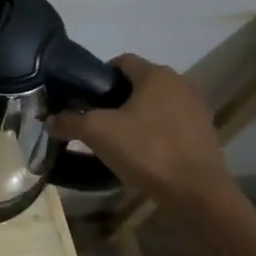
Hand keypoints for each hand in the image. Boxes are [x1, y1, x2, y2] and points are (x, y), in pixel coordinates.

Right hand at [48, 54, 230, 207]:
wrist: (198, 194)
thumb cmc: (147, 151)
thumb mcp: (98, 134)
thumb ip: (70, 122)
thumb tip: (50, 120)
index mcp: (156, 74)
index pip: (121, 61)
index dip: (98, 76)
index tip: (84, 98)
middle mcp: (180, 83)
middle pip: (139, 83)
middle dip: (116, 98)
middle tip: (97, 120)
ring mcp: (197, 108)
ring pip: (156, 103)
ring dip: (137, 115)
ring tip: (119, 139)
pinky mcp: (206, 132)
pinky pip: (172, 122)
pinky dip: (156, 131)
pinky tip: (144, 153)